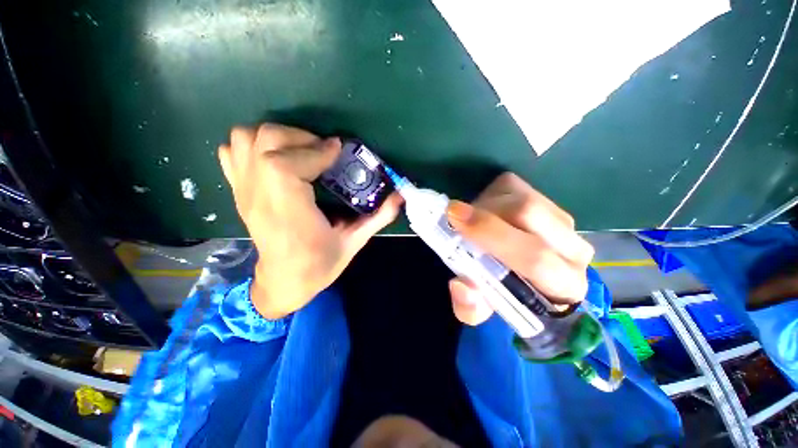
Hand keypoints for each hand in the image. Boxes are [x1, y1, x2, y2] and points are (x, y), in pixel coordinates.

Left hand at [218, 124, 402, 318]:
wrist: (283, 282)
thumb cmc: (319, 266)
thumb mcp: (353, 243)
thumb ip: (378, 217)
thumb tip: (400, 196)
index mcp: (288, 214)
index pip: (284, 164)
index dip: (315, 150)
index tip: (338, 150)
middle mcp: (259, 198)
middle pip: (264, 141)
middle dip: (300, 138)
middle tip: (323, 152)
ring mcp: (243, 192)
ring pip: (244, 139)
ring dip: (276, 137)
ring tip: (301, 152)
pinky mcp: (238, 191)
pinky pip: (231, 152)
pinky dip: (252, 146)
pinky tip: (275, 159)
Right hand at [445, 173, 593, 325]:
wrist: (520, 270)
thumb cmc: (502, 293)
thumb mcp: (479, 309)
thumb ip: (469, 306)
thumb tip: (462, 284)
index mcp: (562, 284)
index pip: (535, 258)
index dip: (492, 235)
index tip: (456, 219)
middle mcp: (573, 249)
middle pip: (528, 214)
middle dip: (484, 215)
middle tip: (454, 216)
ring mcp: (563, 220)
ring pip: (520, 199)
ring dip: (485, 207)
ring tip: (471, 222)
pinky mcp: (547, 199)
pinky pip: (513, 188)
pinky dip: (490, 197)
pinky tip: (485, 213)